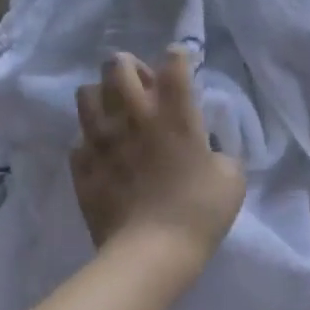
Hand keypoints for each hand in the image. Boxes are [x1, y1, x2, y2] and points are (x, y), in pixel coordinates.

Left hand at [71, 48, 245, 271]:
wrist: (150, 253)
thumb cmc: (199, 212)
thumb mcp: (232, 178)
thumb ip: (221, 152)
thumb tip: (208, 150)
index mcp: (175, 114)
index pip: (173, 62)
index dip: (178, 56)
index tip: (182, 65)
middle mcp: (134, 117)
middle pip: (118, 65)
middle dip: (130, 66)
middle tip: (143, 85)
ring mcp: (101, 140)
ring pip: (86, 93)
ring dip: (102, 96)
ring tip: (116, 114)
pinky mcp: (81, 166)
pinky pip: (78, 140)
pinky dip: (91, 142)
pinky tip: (104, 155)